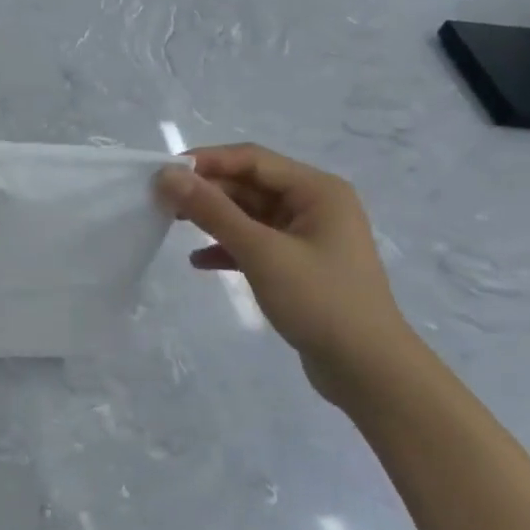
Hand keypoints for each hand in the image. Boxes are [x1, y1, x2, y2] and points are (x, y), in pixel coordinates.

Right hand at [156, 145, 412, 393]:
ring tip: (172, 225)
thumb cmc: (319, 300)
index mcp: (317, 190)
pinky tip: (199, 262)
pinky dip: (228, 248)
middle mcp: (315, 205)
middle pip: (250, 185)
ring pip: (250, 215)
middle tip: (161, 201)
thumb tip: (168, 175)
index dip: (207, 162)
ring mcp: (308, 237)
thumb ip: (213, 211)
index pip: (252, 159)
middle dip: (207, 191)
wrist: (368, 370)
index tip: (163, 173)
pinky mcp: (299, 265)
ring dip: (214, 219)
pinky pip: (256, 244)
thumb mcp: (261, 252)